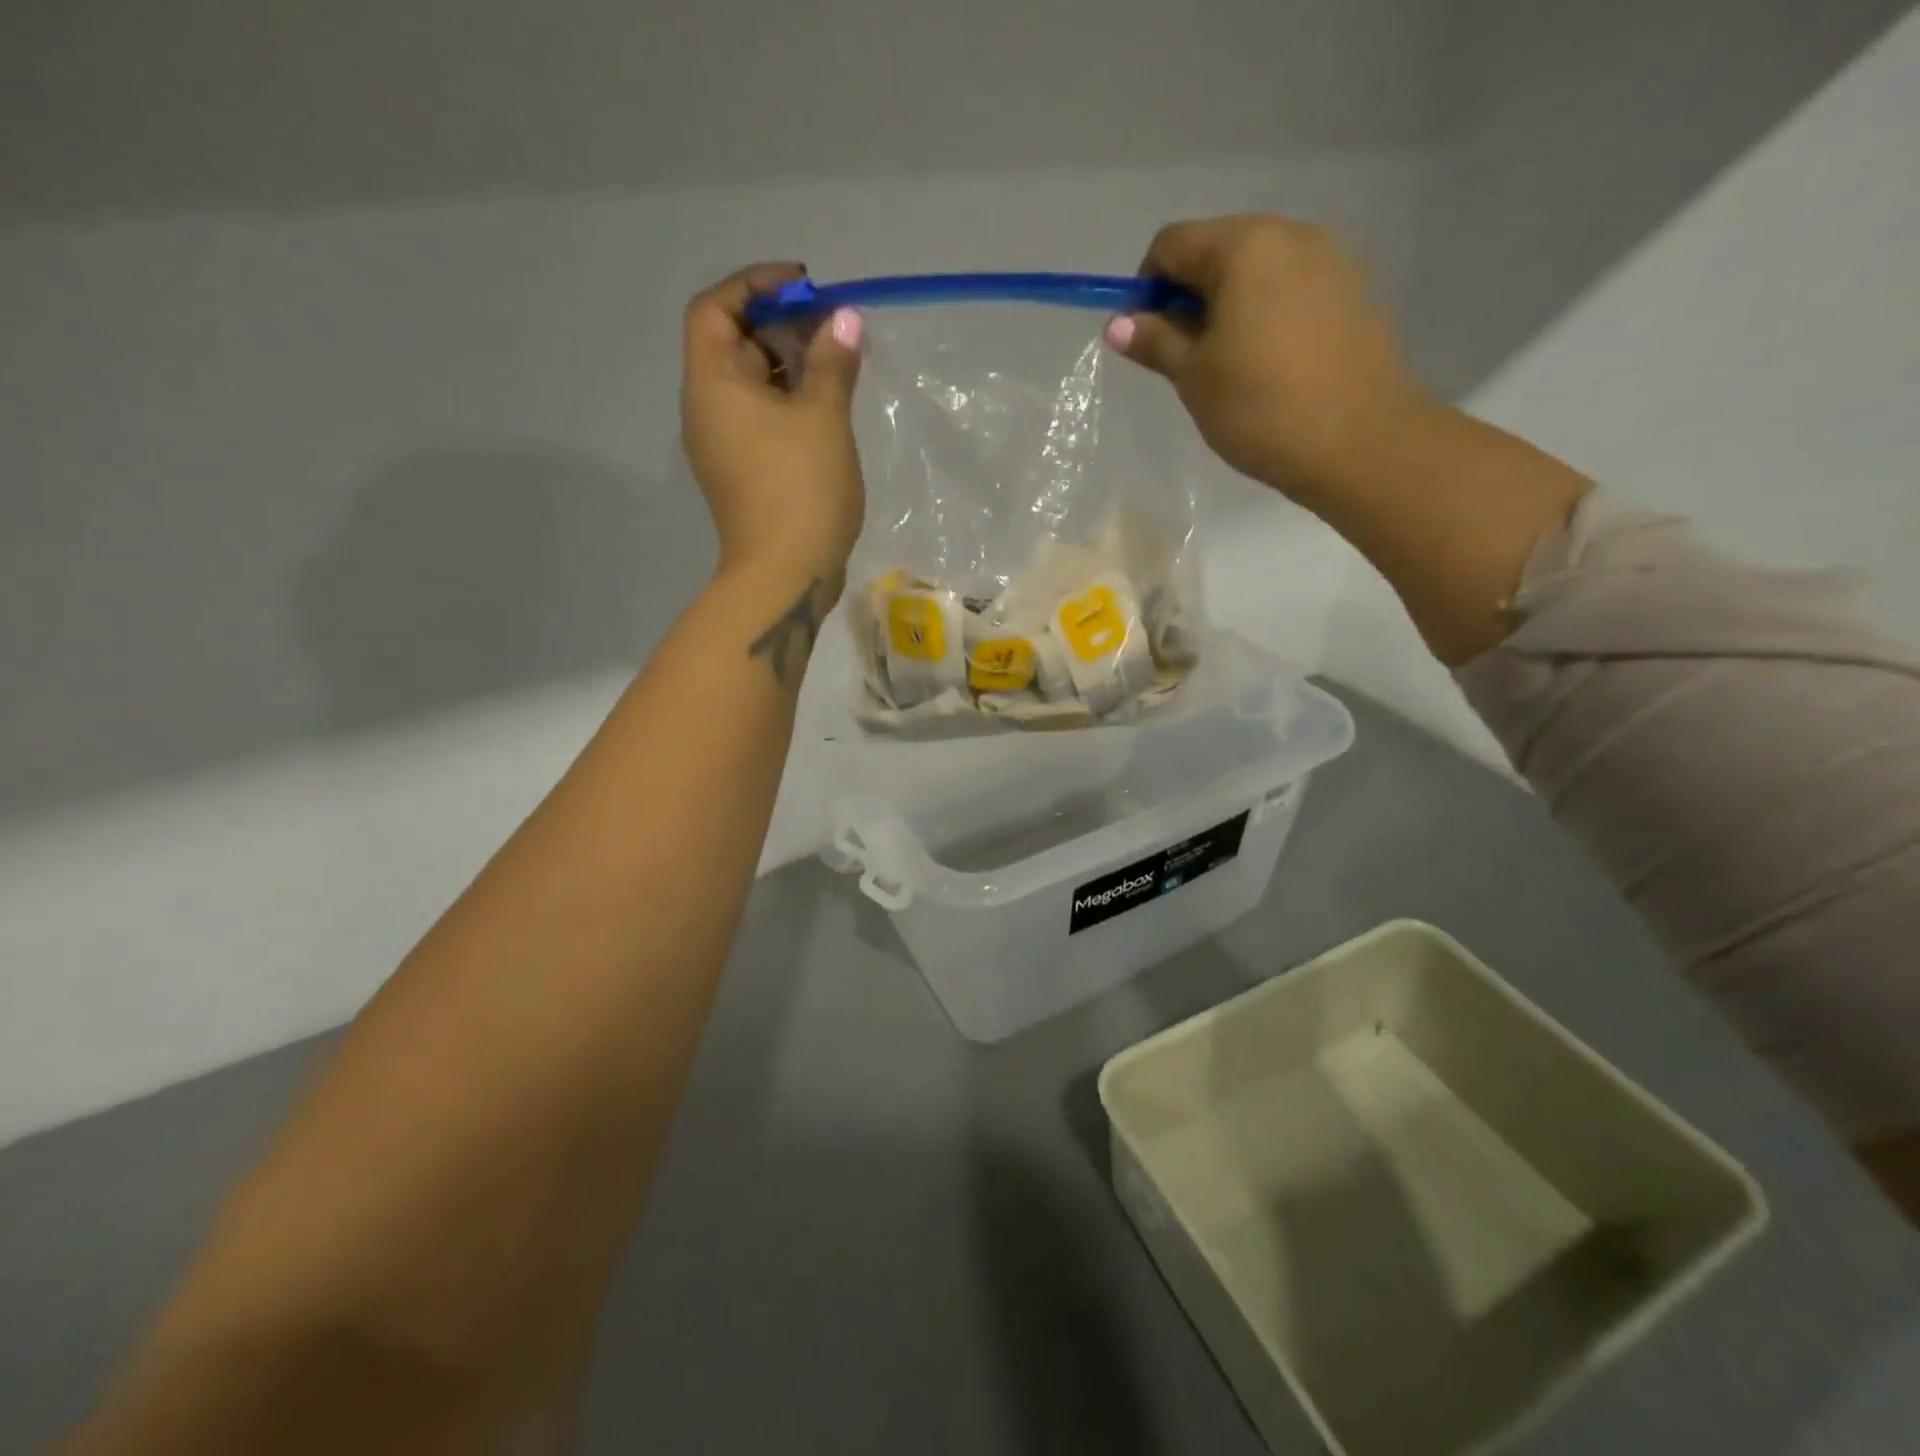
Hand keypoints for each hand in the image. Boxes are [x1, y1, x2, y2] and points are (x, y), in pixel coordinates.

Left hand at [680, 264, 865, 596]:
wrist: (785, 576)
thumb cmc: (801, 488)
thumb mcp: (823, 416)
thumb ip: (833, 361)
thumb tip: (844, 318)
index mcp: (711, 384)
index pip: (715, 308)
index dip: (755, 285)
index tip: (805, 286)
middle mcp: (706, 410)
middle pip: (733, 345)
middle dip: (781, 326)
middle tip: (834, 328)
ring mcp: (723, 446)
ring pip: (751, 386)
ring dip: (790, 366)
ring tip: (839, 365)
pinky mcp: (743, 474)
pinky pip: (761, 420)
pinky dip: (789, 403)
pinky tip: (828, 409)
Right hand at [1106, 215, 1434, 504]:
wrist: (1358, 441)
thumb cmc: (1260, 407)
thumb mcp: (1194, 377)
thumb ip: (1155, 341)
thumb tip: (1117, 324)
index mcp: (1244, 246)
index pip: (1172, 244)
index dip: (1146, 287)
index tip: (1146, 338)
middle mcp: (1290, 234)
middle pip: (1217, 250)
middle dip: (1189, 296)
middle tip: (1185, 358)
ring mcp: (1330, 259)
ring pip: (1256, 271)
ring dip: (1228, 306)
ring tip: (1228, 365)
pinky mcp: (1353, 290)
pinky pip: (1290, 289)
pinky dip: (1265, 314)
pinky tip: (1268, 364)